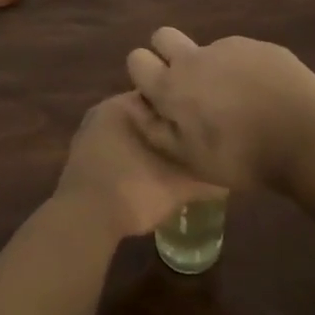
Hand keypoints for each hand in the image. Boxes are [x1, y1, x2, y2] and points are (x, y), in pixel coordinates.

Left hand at [53, 92, 225, 240]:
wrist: (83, 222)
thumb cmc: (133, 190)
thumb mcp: (180, 185)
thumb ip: (207, 176)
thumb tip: (231, 175)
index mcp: (124, 104)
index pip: (164, 92)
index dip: (187, 105)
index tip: (207, 119)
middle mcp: (104, 111)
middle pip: (147, 113)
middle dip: (169, 126)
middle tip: (196, 141)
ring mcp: (89, 134)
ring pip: (131, 132)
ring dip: (150, 143)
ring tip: (177, 160)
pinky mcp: (82, 158)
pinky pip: (115, 149)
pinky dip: (132, 157)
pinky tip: (149, 174)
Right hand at [124, 28, 314, 193]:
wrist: (306, 138)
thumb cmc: (241, 157)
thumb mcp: (189, 159)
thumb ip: (153, 129)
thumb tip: (131, 104)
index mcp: (172, 86)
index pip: (136, 59)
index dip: (143, 74)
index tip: (158, 95)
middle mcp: (195, 57)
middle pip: (163, 36)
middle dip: (166, 53)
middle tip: (188, 87)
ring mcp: (230, 47)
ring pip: (206, 48)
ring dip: (210, 67)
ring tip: (237, 101)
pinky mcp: (261, 46)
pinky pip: (240, 53)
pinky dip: (242, 69)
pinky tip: (263, 95)